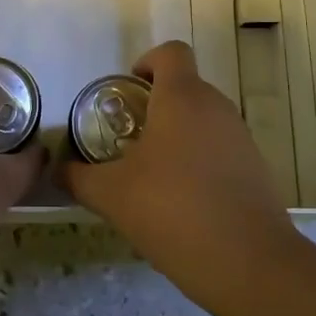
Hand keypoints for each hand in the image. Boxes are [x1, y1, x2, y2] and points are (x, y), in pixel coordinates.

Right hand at [63, 40, 298, 308]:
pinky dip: (200, 163)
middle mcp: (216, 107)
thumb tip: (58, 170)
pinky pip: (220, 150)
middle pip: (185, 87)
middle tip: (128, 141)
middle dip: (155, 107)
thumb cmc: (173, 210)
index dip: (146, 62)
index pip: (170, 52)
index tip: (127, 92)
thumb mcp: (111, 195)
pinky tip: (183, 204)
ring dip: (178, 137)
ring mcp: (241, 137)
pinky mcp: (257, 168)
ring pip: (203, 120)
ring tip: (152, 177)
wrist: (249, 263)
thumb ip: (78, 177)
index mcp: (182, 97)